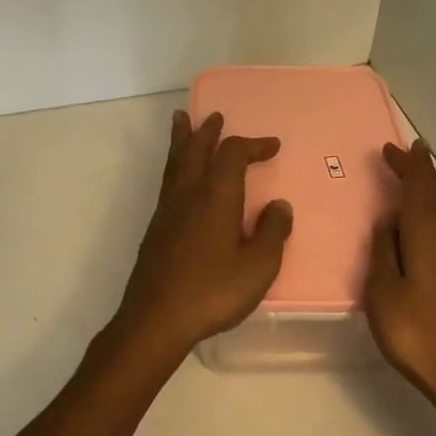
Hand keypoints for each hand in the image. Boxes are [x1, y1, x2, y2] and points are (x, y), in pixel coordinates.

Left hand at [111, 110, 293, 358]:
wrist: (156, 319)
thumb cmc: (212, 292)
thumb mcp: (258, 267)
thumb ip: (272, 233)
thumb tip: (279, 205)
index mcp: (216, 197)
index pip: (233, 155)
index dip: (253, 145)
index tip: (273, 146)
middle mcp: (188, 194)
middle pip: (196, 149)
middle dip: (208, 131)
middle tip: (215, 116)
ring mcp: (167, 211)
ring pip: (175, 162)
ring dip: (182, 140)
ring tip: (181, 121)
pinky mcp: (155, 229)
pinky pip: (166, 181)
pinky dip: (173, 165)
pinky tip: (177, 178)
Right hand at [365, 140, 435, 429]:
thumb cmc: (416, 332)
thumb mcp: (383, 291)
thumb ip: (384, 250)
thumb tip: (388, 220)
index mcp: (430, 236)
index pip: (421, 187)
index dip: (408, 164)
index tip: (393, 148)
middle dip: (420, 174)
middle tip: (402, 156)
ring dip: (427, 196)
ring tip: (408, 189)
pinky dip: (433, 220)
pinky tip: (422, 233)